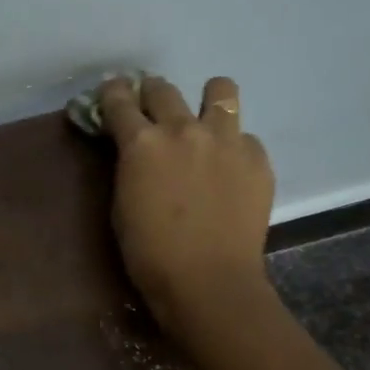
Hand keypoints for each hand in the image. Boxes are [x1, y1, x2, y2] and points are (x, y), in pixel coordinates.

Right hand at [97, 75, 274, 333]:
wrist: (208, 281)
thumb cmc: (150, 253)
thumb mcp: (122, 205)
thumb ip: (129, 167)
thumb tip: (136, 152)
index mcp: (141, 143)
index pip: (119, 99)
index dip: (112, 93)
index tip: (112, 94)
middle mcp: (183, 129)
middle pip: (163, 88)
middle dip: (151, 94)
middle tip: (151, 111)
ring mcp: (226, 140)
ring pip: (220, 90)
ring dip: (206, 99)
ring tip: (204, 120)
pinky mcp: (257, 158)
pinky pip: (245, 136)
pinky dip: (233, 147)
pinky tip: (229, 171)